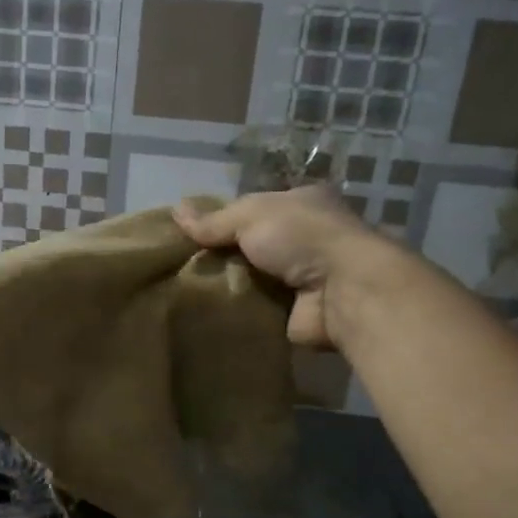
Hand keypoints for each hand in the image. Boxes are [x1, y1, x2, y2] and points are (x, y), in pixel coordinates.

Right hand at [175, 186, 396, 350]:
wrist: (342, 291)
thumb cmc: (301, 237)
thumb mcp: (251, 215)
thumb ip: (214, 220)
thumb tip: (175, 211)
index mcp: (301, 204)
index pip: (253, 209)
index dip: (222, 219)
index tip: (188, 234)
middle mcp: (305, 238)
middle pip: (251, 246)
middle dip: (221, 255)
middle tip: (180, 266)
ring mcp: (302, 278)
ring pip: (252, 278)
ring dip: (226, 285)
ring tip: (184, 291)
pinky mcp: (295, 312)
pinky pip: (257, 309)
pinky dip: (237, 312)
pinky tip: (206, 313)